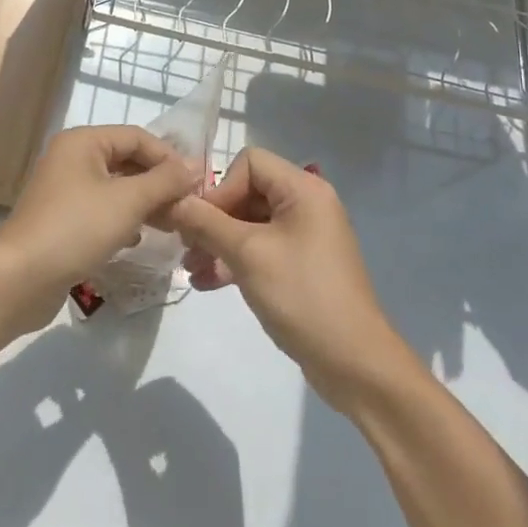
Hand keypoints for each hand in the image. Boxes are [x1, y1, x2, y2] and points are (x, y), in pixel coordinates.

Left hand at [0, 124, 198, 317]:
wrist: (20, 278)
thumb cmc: (76, 228)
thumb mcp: (128, 201)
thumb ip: (165, 181)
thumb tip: (195, 166)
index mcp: (83, 142)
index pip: (137, 137)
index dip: (169, 157)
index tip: (197, 184)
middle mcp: (72, 158)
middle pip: (126, 160)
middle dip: (159, 183)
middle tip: (188, 207)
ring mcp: (65, 190)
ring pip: (116, 187)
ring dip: (145, 202)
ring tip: (172, 224)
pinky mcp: (63, 220)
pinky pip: (102, 210)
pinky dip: (124, 219)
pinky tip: (138, 238)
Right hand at [170, 147, 413, 411]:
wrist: (354, 363)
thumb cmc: (302, 295)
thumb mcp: (247, 255)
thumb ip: (206, 223)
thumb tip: (173, 201)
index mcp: (303, 190)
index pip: (250, 163)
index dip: (221, 188)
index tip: (201, 222)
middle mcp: (306, 205)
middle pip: (247, 193)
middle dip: (213, 219)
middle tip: (186, 247)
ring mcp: (305, 237)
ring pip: (250, 224)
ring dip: (218, 243)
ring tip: (191, 269)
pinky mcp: (301, 266)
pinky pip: (260, 249)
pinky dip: (234, 261)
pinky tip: (206, 283)